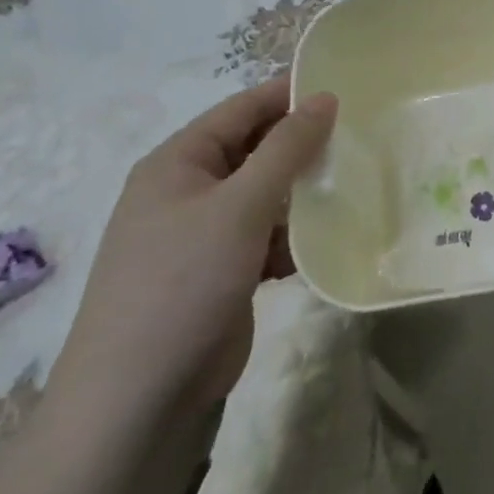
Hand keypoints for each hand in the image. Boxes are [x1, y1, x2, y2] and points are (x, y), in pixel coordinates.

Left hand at [51, 78, 336, 417]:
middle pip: (255, 150)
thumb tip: (324, 97)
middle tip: (356, 139)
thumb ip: (287, 147)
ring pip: (265, 194)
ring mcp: (202, 235)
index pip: (242, 108)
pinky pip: (264, 236)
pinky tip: (322, 243)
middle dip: (301, 147)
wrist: (136, 403)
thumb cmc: (183, 282)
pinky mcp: (220, 273)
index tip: (345, 90)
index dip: (290, 95)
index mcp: (178, 163)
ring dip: (301, 194)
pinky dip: (291, 236)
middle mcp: (187, 191)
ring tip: (349, 188)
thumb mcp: (241, 204)